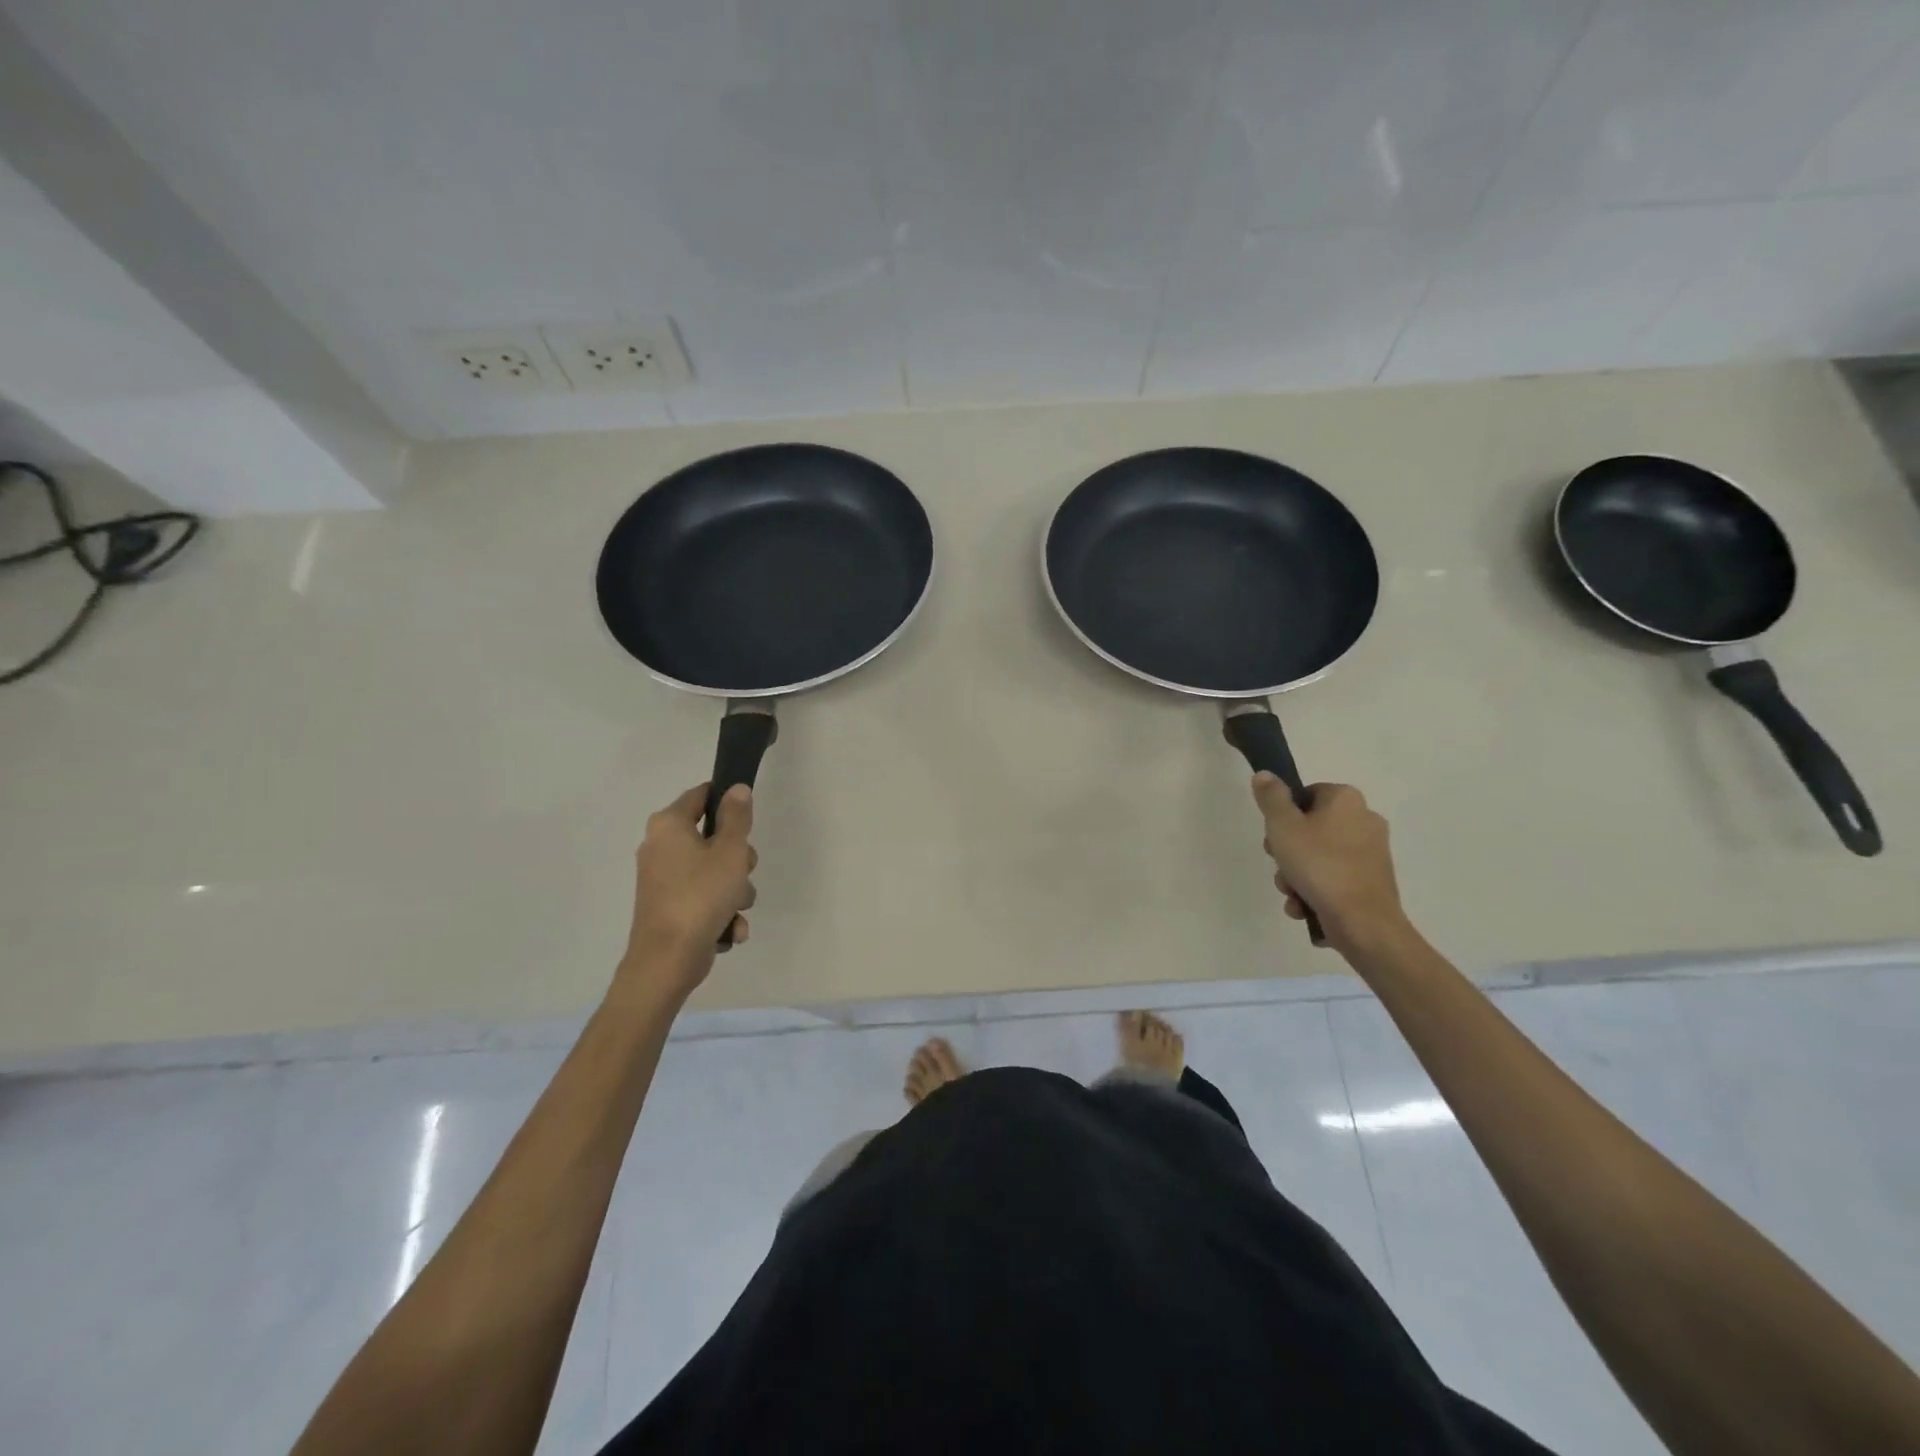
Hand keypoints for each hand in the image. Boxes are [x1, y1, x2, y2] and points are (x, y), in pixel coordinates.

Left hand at [617, 783, 757, 997]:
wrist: (667, 961)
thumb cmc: (701, 896)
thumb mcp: (730, 851)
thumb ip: (737, 817)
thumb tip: (737, 789)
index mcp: (669, 826)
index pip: (702, 795)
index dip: (728, 801)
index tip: (750, 820)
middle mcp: (661, 847)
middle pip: (713, 837)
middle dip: (739, 859)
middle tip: (743, 871)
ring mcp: (664, 880)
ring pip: (715, 872)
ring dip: (735, 890)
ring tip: (735, 908)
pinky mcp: (670, 907)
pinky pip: (705, 898)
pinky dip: (721, 912)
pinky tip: (729, 929)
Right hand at [1251, 775, 1404, 951]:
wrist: (1363, 922)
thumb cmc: (1319, 865)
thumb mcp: (1282, 826)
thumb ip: (1271, 798)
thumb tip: (1265, 775)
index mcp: (1346, 799)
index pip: (1305, 795)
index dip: (1283, 815)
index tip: (1274, 837)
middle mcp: (1365, 819)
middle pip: (1310, 828)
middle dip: (1287, 852)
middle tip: (1280, 866)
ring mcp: (1372, 853)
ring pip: (1319, 856)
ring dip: (1297, 876)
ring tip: (1291, 894)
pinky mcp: (1373, 882)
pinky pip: (1334, 878)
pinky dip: (1316, 890)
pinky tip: (1304, 907)